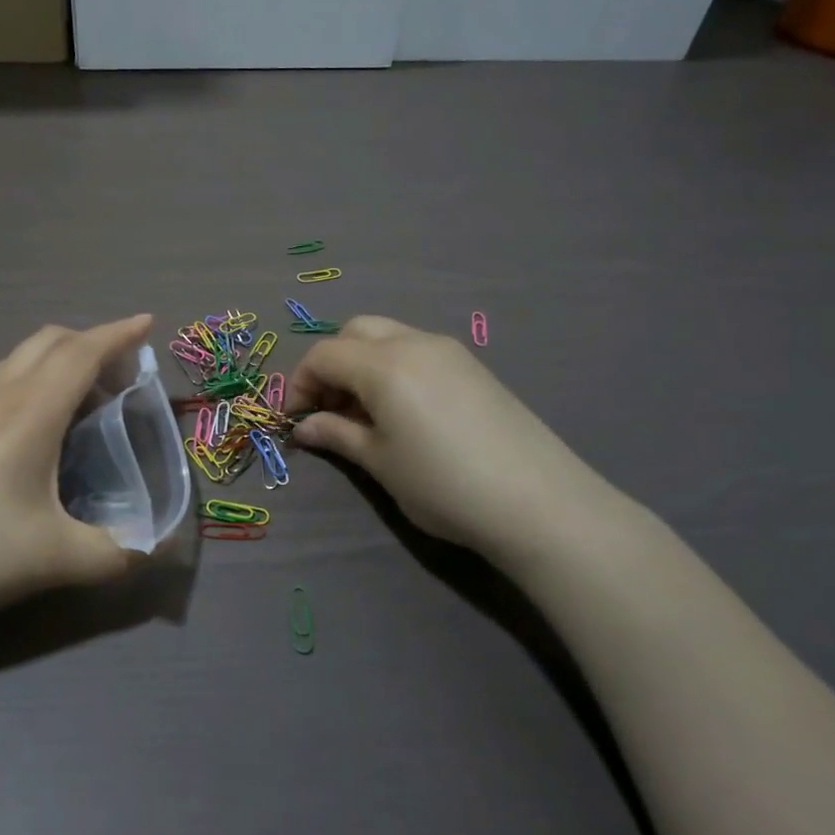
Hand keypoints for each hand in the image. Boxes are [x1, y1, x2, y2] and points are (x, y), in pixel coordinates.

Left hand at [0, 316, 151, 629]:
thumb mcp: (51, 561)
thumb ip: (113, 554)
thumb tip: (148, 547)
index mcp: (28, 414)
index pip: (82, 353)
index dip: (119, 334)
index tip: (147, 323)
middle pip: (48, 342)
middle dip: (90, 341)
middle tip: (119, 370)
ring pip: (17, 359)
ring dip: (56, 360)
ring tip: (78, 396)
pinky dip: (27, 380)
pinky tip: (25, 426)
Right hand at [288, 316, 612, 560]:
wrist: (539, 503)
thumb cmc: (444, 485)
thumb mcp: (380, 463)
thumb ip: (337, 435)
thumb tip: (304, 426)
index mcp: (384, 365)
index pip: (324, 355)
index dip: (299, 383)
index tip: (296, 419)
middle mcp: (414, 343)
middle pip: (355, 332)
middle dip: (331, 364)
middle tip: (330, 409)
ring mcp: (449, 350)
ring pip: (388, 337)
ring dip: (362, 364)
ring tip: (365, 414)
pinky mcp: (473, 366)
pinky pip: (417, 350)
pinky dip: (393, 367)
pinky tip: (403, 411)